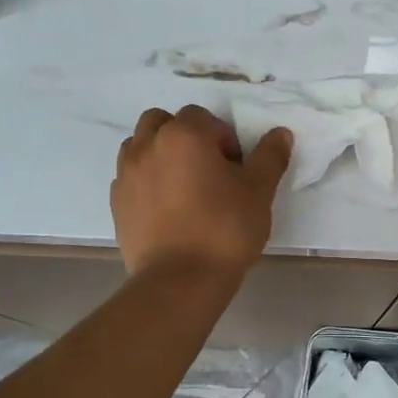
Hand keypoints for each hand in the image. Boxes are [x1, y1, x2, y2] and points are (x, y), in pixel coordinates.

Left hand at [112, 106, 292, 279]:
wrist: (180, 280)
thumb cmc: (225, 229)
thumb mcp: (259, 192)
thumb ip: (270, 157)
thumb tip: (281, 134)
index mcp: (183, 135)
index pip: (202, 117)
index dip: (222, 138)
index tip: (234, 169)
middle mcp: (148, 145)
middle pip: (162, 122)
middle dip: (184, 136)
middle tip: (206, 170)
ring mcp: (127, 174)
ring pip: (139, 145)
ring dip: (159, 154)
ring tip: (182, 186)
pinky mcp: (117, 203)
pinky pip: (130, 177)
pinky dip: (146, 181)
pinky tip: (166, 208)